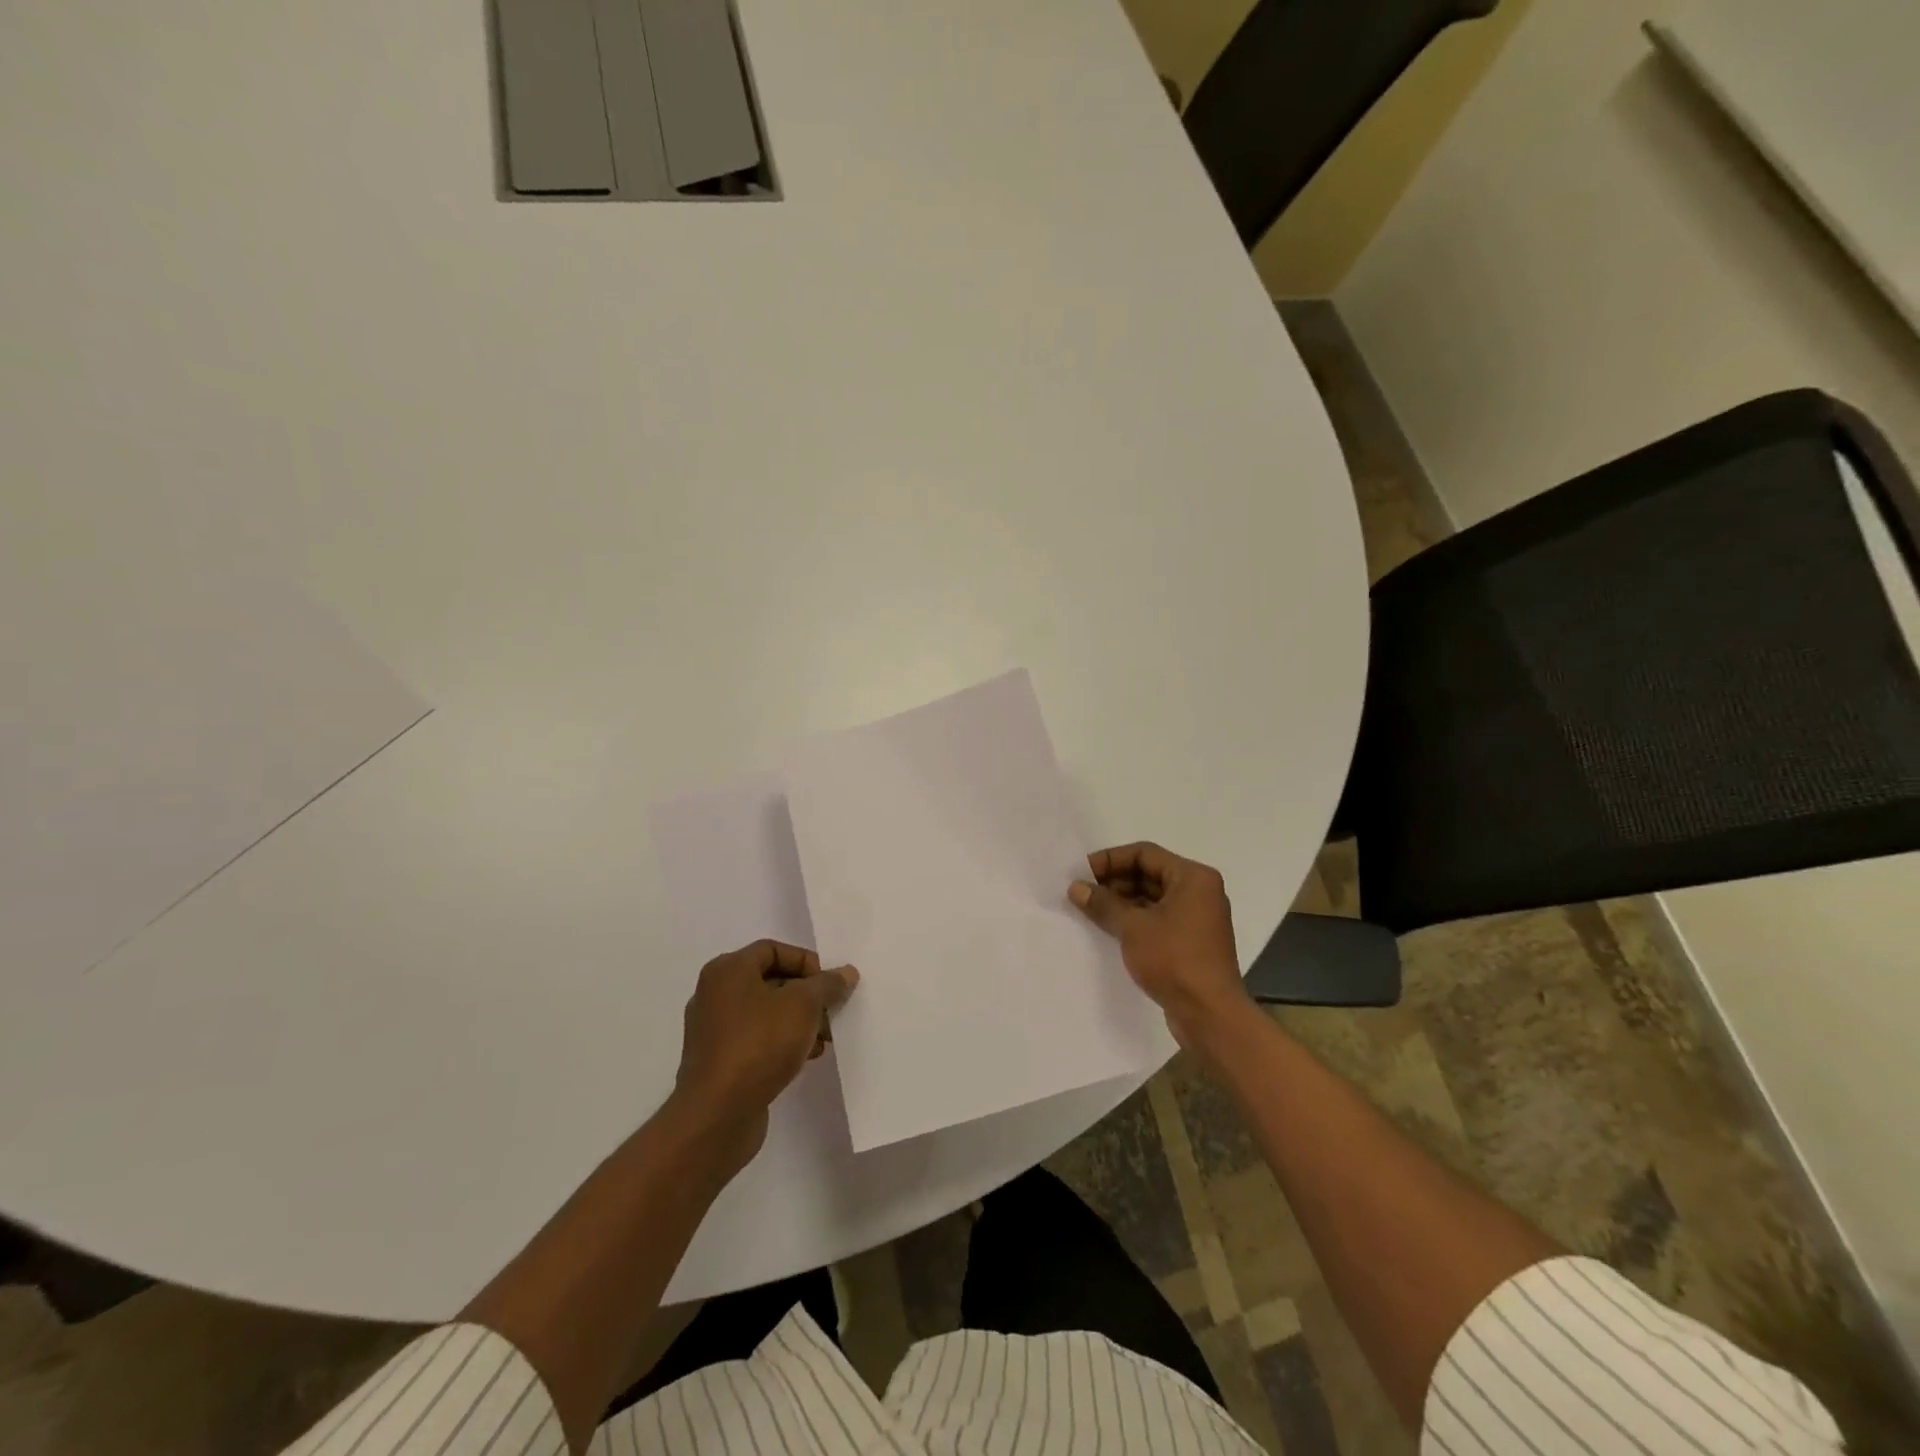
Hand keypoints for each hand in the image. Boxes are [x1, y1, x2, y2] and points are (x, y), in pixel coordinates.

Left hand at [672, 940, 857, 1161]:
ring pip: (766, 1013)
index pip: (773, 949)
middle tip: (831, 1014)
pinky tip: (804, 1059)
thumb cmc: (759, 1044)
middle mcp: (715, 994)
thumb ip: (826, 984)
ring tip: (823, 1040)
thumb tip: (845, 973)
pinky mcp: (718, 1061)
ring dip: (798, 1022)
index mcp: (727, 970)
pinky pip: (756, 1040)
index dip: (806, 962)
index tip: (830, 985)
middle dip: (807, 995)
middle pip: (771, 981)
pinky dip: (781, 1042)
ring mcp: (713, 1030)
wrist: (717, 1115)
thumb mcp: (803, 1005)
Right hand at [1070, 842, 1250, 1045]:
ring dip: (1122, 901)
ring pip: (1152, 898)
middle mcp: (1199, 891)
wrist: (1210, 1015)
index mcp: (1193, 877)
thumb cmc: (1174, 960)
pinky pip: (1158, 918)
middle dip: (1114, 881)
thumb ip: (1103, 903)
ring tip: (1090, 910)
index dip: (1110, 859)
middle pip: (1149, 873)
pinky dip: (1134, 919)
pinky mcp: (1191, 941)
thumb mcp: (1133, 927)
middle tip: (1082, 892)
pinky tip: (1109, 929)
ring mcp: (1197, 917)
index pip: (1145, 853)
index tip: (1082, 872)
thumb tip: (1076, 887)